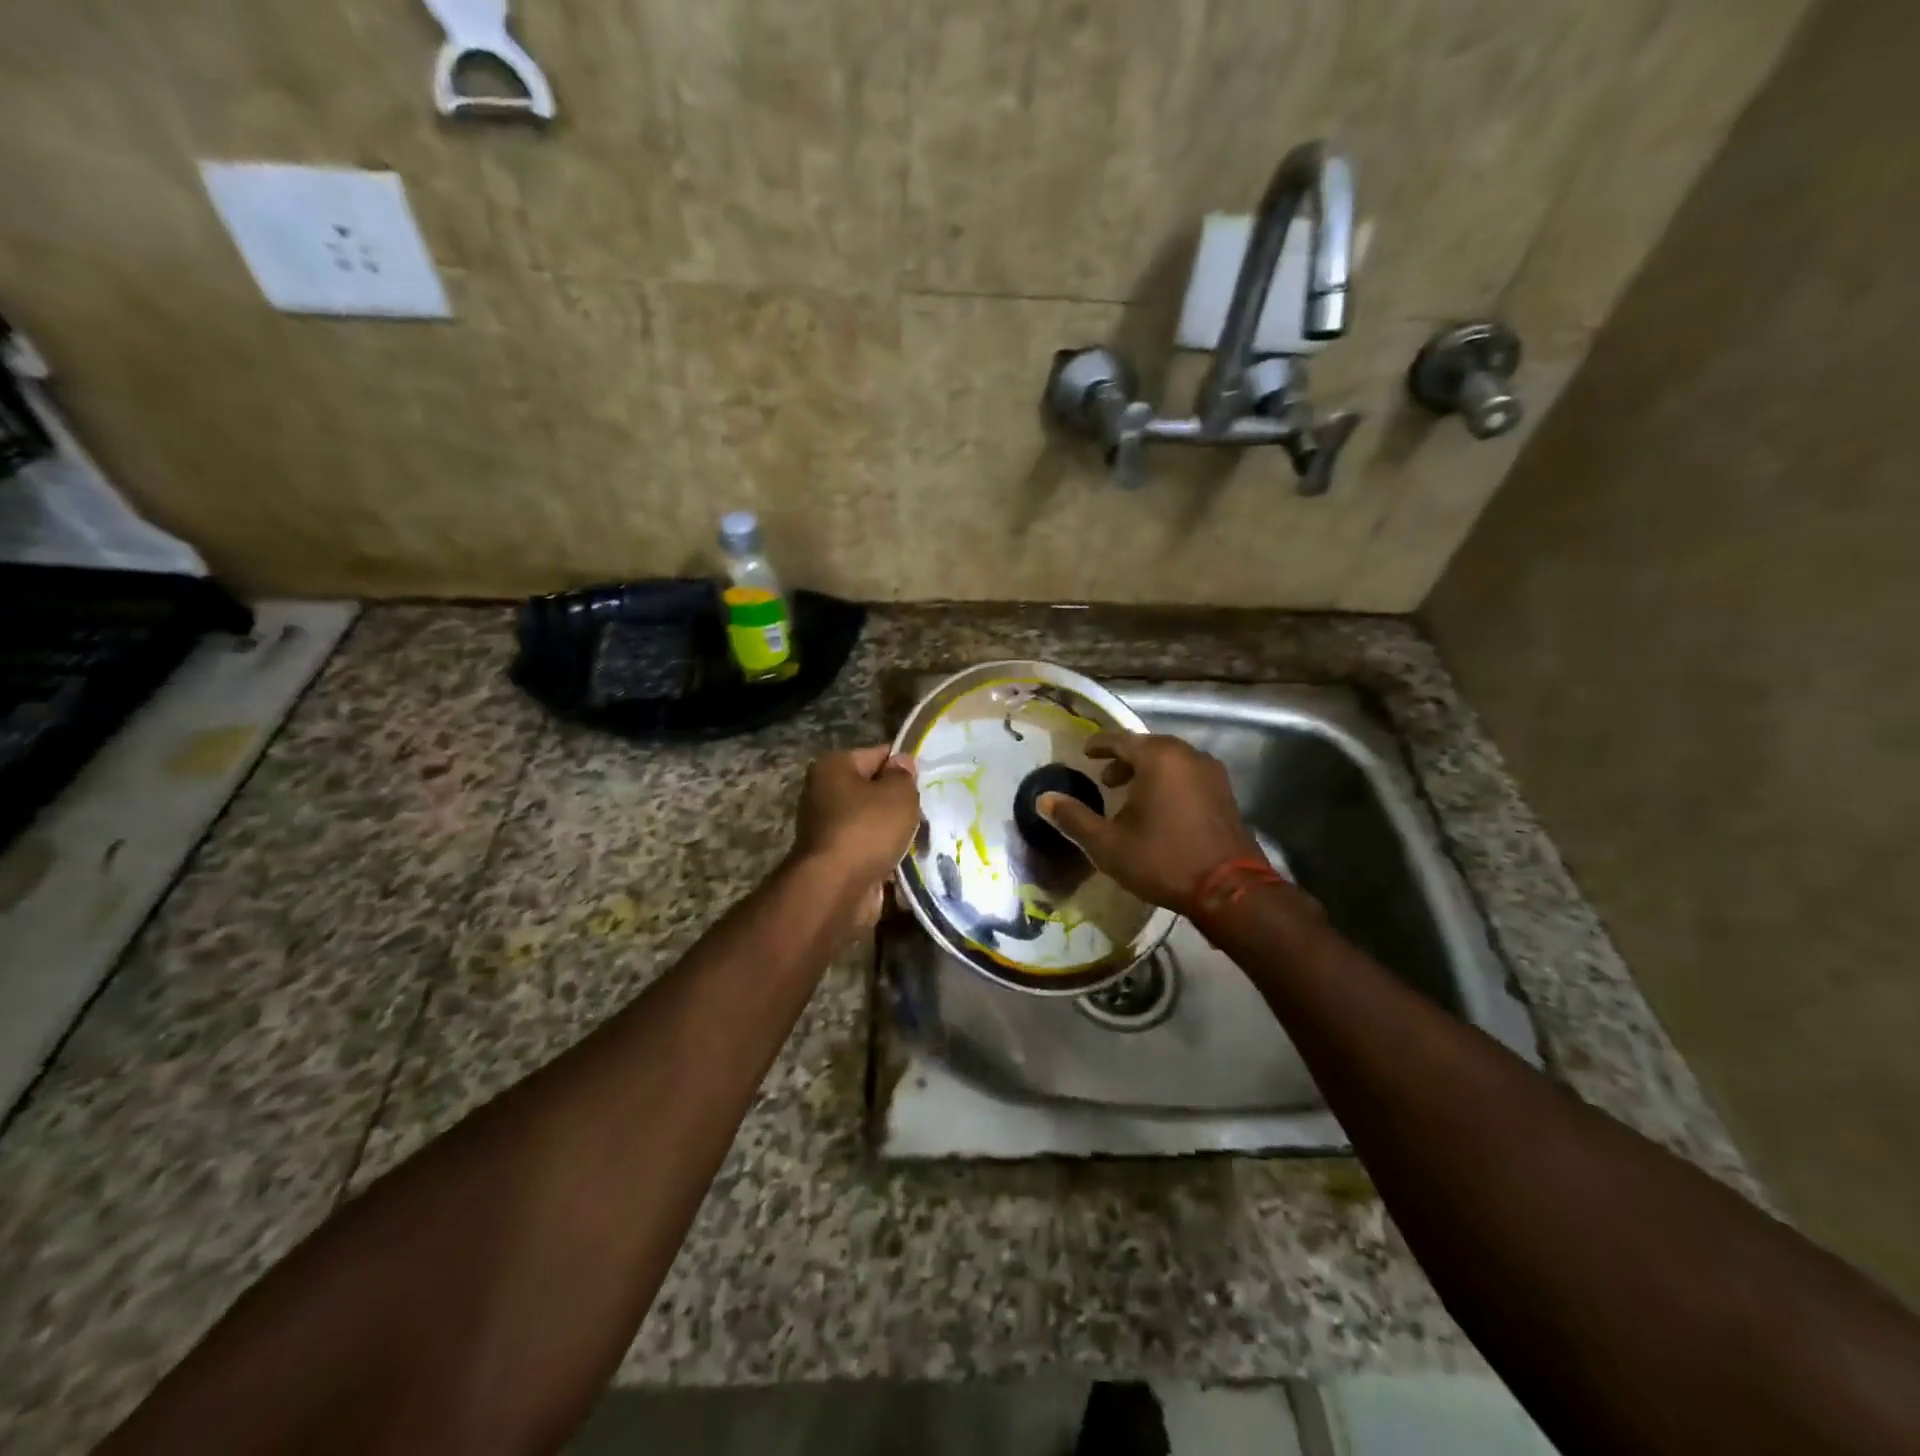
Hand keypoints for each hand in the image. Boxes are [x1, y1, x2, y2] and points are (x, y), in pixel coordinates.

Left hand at [790, 745, 919, 924]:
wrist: (837, 889)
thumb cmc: (867, 829)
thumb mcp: (898, 794)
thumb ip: (904, 775)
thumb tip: (902, 763)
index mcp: (833, 767)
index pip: (878, 755)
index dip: (905, 766)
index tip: (930, 780)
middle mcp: (824, 794)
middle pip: (873, 791)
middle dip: (900, 803)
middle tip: (928, 811)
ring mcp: (828, 830)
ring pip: (873, 824)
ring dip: (896, 833)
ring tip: (924, 838)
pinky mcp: (835, 860)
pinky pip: (869, 851)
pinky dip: (887, 856)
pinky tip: (910, 861)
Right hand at [1039, 732, 1263, 915]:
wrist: (1229, 889)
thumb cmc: (1163, 860)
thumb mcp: (1108, 844)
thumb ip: (1074, 818)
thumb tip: (1043, 799)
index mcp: (1158, 758)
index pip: (1120, 739)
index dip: (1099, 745)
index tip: (1085, 753)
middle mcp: (1187, 755)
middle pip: (1148, 747)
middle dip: (1124, 760)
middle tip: (1105, 779)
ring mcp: (1211, 773)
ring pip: (1171, 761)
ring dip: (1147, 772)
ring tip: (1130, 795)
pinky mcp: (1225, 793)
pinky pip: (1189, 775)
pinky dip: (1169, 782)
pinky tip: (1159, 808)